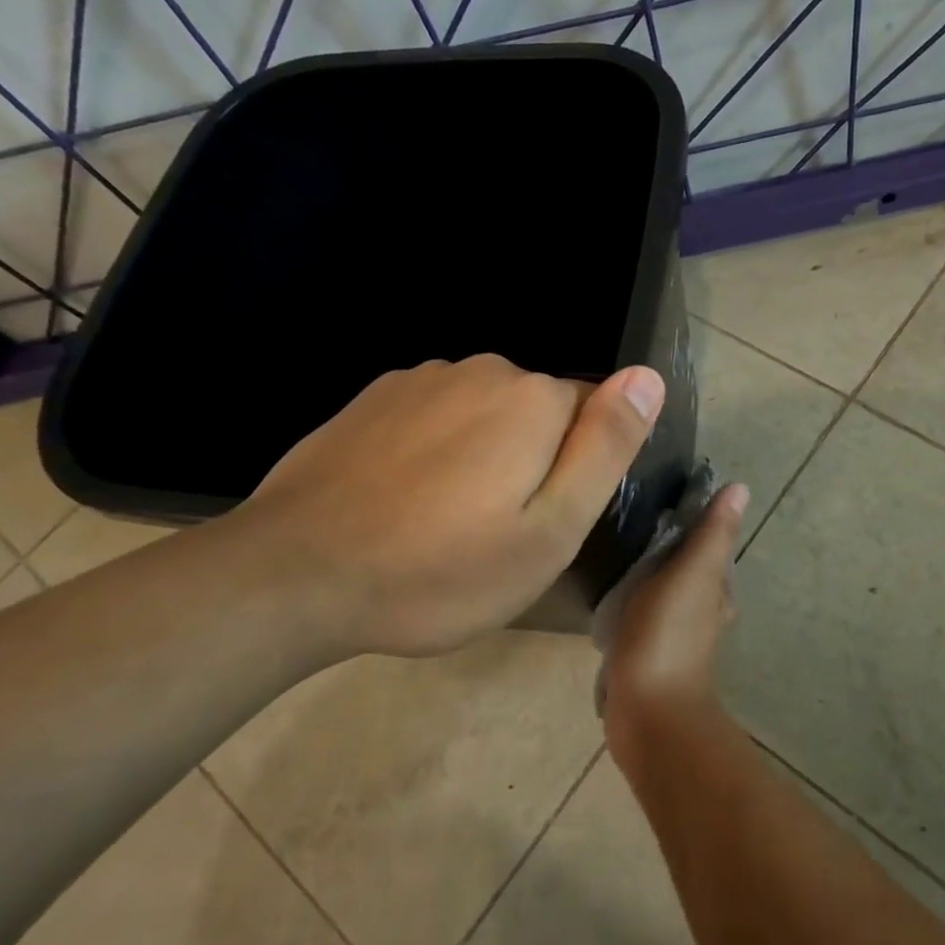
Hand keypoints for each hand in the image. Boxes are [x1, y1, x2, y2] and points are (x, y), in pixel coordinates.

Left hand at [226, 354, 664, 658]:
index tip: (545, 522)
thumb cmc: (440, 569)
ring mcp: (422, 379)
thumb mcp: (550, 530)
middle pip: (539, 413)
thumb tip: (647, 376)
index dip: (580, 472)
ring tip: (446, 521)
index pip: (596, 416)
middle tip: (497, 533)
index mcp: (534, 401)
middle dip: (533, 462)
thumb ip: (606, 447)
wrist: (296, 574)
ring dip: (483, 455)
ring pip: (485, 413)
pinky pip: (435, 416)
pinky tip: (404, 498)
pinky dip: (435, 449)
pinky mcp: (375, 397)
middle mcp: (483, 370)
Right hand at [601, 483, 749, 780]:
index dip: (695, 518)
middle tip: (634, 519)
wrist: (648, 711)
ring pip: (667, 590)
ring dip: (652, 572)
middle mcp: (703, 610)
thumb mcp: (692, 574)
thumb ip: (712, 534)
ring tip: (620, 550)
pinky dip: (635, 599)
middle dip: (670, 544)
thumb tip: (741, 487)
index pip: (710, 543)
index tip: (666, 493)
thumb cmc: (668, 635)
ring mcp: (675, 634)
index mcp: (716, 588)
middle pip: (689, 566)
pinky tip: (614, 594)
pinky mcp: (648, 652)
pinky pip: (644, 614)